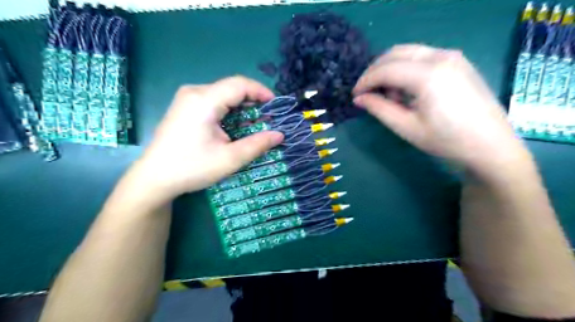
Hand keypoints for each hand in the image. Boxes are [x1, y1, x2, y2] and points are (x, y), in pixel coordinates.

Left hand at [129, 77, 283, 204]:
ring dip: (241, 106)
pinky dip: (229, 110)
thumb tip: (279, 135)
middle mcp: (194, 92)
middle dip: (253, 100)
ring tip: (254, 123)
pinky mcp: (184, 107)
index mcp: (204, 101)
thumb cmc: (192, 168)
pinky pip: (213, 100)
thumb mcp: (230, 159)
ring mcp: (186, 99)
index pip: (239, 84)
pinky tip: (234, 125)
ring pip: (222, 94)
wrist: (155, 178)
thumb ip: (257, 144)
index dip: (261, 91)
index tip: (275, 106)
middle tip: (267, 118)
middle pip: (231, 87)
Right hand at [353, 44, 526, 174]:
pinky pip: (422, 57)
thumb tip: (358, 99)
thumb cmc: (446, 140)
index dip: (365, 81)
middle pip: (395, 53)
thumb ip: (379, 109)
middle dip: (375, 71)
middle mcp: (441, 56)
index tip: (354, 95)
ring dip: (391, 69)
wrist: (490, 146)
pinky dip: (406, 68)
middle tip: (366, 92)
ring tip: (389, 96)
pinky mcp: (458, 62)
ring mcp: (452, 56)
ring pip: (408, 52)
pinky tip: (407, 90)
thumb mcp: (406, 127)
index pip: (385, 69)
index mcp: (428, 74)